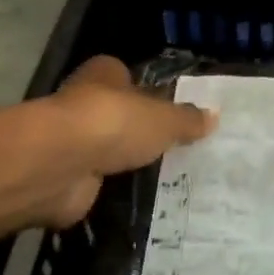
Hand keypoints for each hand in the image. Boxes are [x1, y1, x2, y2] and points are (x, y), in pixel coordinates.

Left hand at [37, 56, 215, 228]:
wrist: (60, 165)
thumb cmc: (114, 123)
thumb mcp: (164, 119)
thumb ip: (187, 119)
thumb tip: (213, 116)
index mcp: (105, 74)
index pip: (127, 77)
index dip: (148, 92)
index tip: (172, 112)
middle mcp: (85, 101)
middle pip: (118, 114)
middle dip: (140, 131)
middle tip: (177, 149)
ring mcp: (72, 141)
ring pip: (107, 149)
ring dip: (126, 162)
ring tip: (167, 178)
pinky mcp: (67, 176)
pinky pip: (98, 181)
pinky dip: (113, 189)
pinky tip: (140, 200)